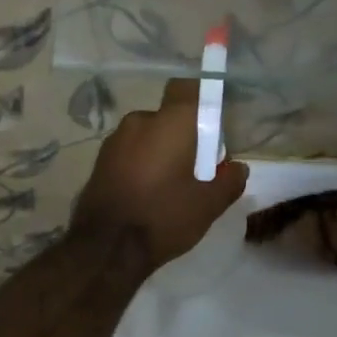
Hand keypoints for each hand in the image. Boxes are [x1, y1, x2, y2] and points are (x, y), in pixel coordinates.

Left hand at [72, 78, 246, 268]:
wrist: (106, 248)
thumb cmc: (163, 217)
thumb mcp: (209, 205)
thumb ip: (230, 181)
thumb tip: (237, 168)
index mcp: (171, 122)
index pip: (190, 88)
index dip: (204, 103)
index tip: (214, 131)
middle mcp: (139, 121)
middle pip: (169, 118)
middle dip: (184, 137)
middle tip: (197, 169)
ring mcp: (114, 140)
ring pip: (148, 136)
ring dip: (161, 152)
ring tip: (171, 187)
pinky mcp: (99, 161)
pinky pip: (130, 153)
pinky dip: (142, 165)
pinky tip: (148, 194)